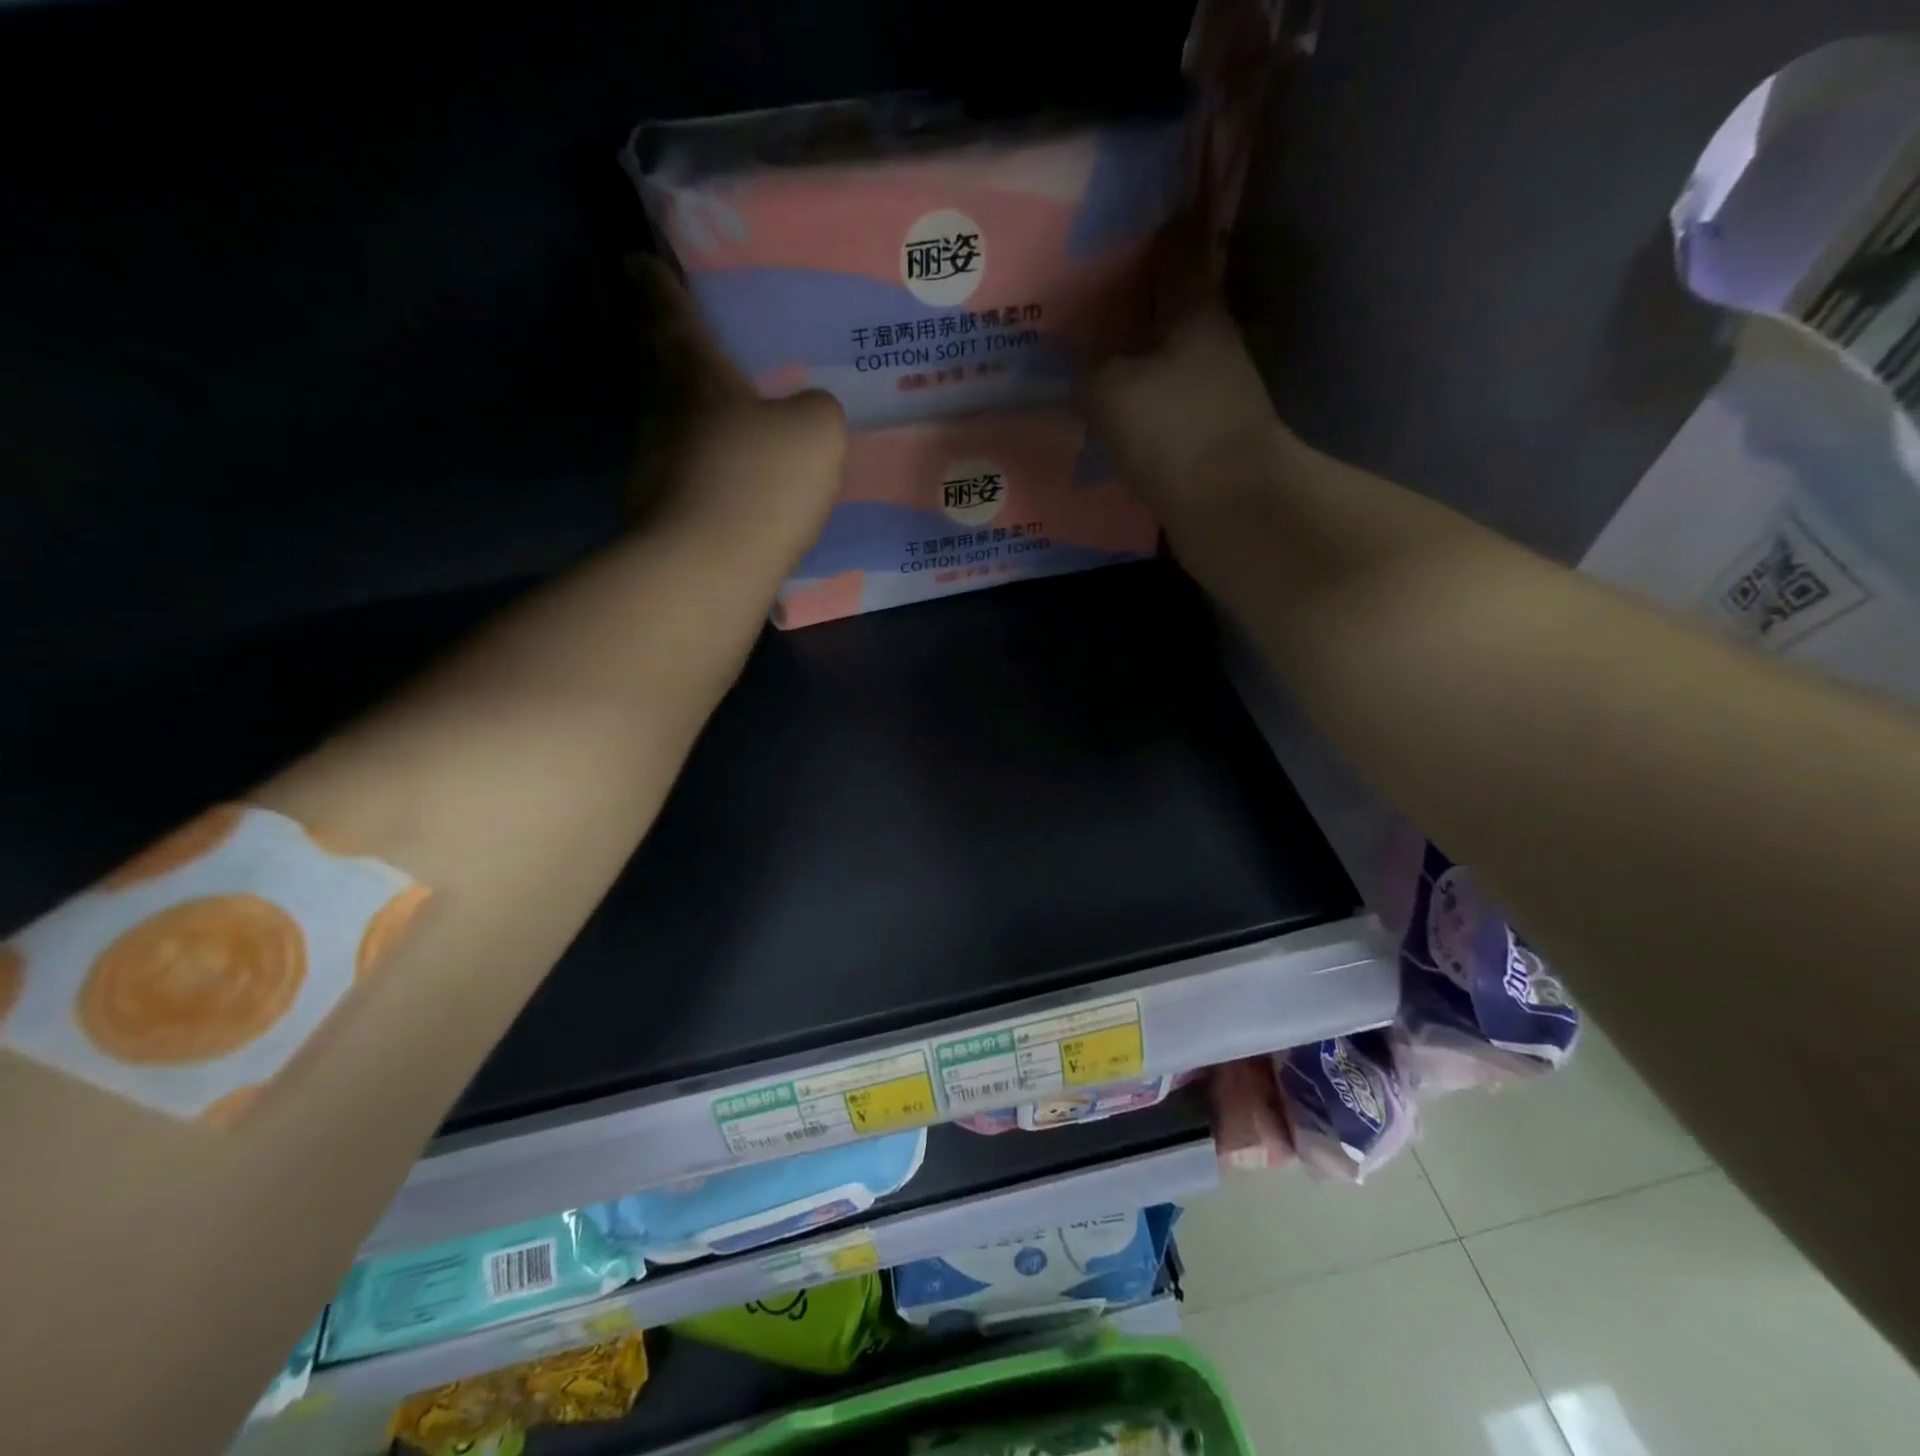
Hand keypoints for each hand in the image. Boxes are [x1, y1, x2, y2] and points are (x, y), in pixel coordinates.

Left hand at [627, 255, 846, 569]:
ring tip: (723, 412)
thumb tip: (805, 416)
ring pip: (671, 420)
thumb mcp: (815, 432)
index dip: (654, 280)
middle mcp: (662, 409)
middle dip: (660, 341)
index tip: (637, 260)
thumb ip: (816, 410)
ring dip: (688, 411)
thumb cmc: (758, 480)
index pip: (665, 307)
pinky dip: (705, 465)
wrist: (706, 569)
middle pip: (655, 362)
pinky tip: (732, 479)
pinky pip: (687, 471)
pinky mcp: (662, 513)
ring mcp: (656, 464)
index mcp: (693, 370)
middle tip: (674, 329)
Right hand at [1081, 231, 1285, 531]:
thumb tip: (1082, 365)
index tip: (1107, 224)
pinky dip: (1131, 403)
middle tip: (1071, 303)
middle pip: (1163, 307)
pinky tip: (1099, 413)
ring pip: (1158, 359)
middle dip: (1123, 302)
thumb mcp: (1110, 389)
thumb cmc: (1174, 432)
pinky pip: (1157, 405)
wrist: (1228, 508)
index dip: (1145, 228)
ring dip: (1124, 358)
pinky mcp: (1201, 436)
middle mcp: (1208, 342)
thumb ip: (1087, 367)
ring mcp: (1209, 392)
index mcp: (1194, 309)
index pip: (1174, 246)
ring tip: (1075, 359)